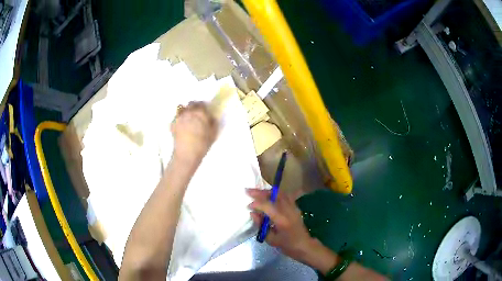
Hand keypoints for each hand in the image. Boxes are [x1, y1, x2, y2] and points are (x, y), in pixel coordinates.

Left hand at [171, 101, 217, 164]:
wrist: (187, 154)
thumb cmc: (202, 144)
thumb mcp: (213, 134)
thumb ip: (213, 123)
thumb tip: (211, 117)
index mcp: (200, 113)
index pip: (202, 103)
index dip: (203, 106)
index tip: (205, 111)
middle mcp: (189, 112)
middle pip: (191, 103)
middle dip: (194, 106)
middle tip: (196, 114)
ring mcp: (179, 117)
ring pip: (181, 107)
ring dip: (185, 110)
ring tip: (187, 117)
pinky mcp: (172, 124)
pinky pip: (176, 117)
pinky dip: (178, 118)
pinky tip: (181, 125)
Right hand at [247, 188, 316, 263]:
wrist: (304, 245)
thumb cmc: (287, 245)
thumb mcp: (271, 239)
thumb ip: (261, 225)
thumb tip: (253, 213)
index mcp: (282, 220)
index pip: (268, 206)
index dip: (257, 204)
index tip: (248, 206)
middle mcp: (289, 211)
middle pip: (274, 195)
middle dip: (260, 192)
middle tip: (248, 191)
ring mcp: (294, 207)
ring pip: (280, 193)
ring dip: (267, 191)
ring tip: (257, 192)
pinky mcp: (296, 207)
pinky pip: (285, 196)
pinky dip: (275, 194)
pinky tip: (268, 195)